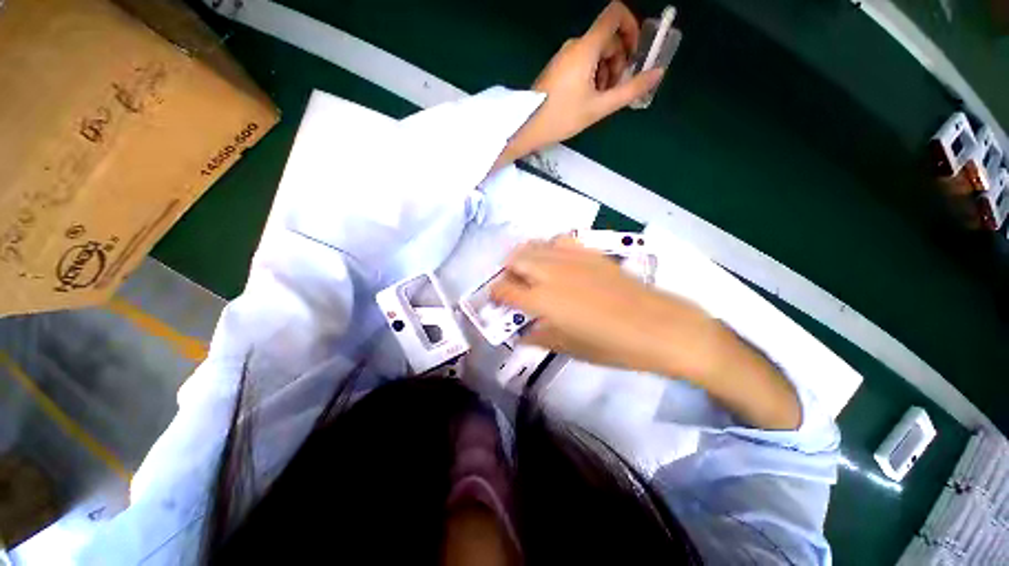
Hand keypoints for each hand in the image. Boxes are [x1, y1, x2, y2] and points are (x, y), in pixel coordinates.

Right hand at [490, 238, 719, 377]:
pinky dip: (550, 248)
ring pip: (535, 245)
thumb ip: (542, 338)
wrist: (660, 327)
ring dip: (525, 256)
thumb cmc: (613, 346)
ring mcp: (572, 258)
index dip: (496, 294)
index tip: (496, 299)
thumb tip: (524, 334)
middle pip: (516, 259)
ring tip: (530, 270)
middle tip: (513, 284)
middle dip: (508, 270)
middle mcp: (552, 273)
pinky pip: (560, 240)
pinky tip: (557, 261)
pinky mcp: (590, 252)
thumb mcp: (572, 348)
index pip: (506, 290)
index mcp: (543, 300)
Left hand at [494, 2, 665, 167]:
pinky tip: (587, 97)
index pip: (615, 14)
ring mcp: (564, 56)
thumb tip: (658, 73)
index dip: (632, 26)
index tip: (635, 53)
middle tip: (615, 89)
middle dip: (619, 61)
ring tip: (600, 98)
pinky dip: (592, 74)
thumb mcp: (599, 107)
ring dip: (606, 71)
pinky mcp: (558, 67)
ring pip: (595, 52)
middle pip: (607, 38)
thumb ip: (630, 90)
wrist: (527, 127)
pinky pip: (582, 61)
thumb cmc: (562, 117)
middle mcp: (575, 44)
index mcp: (586, 47)